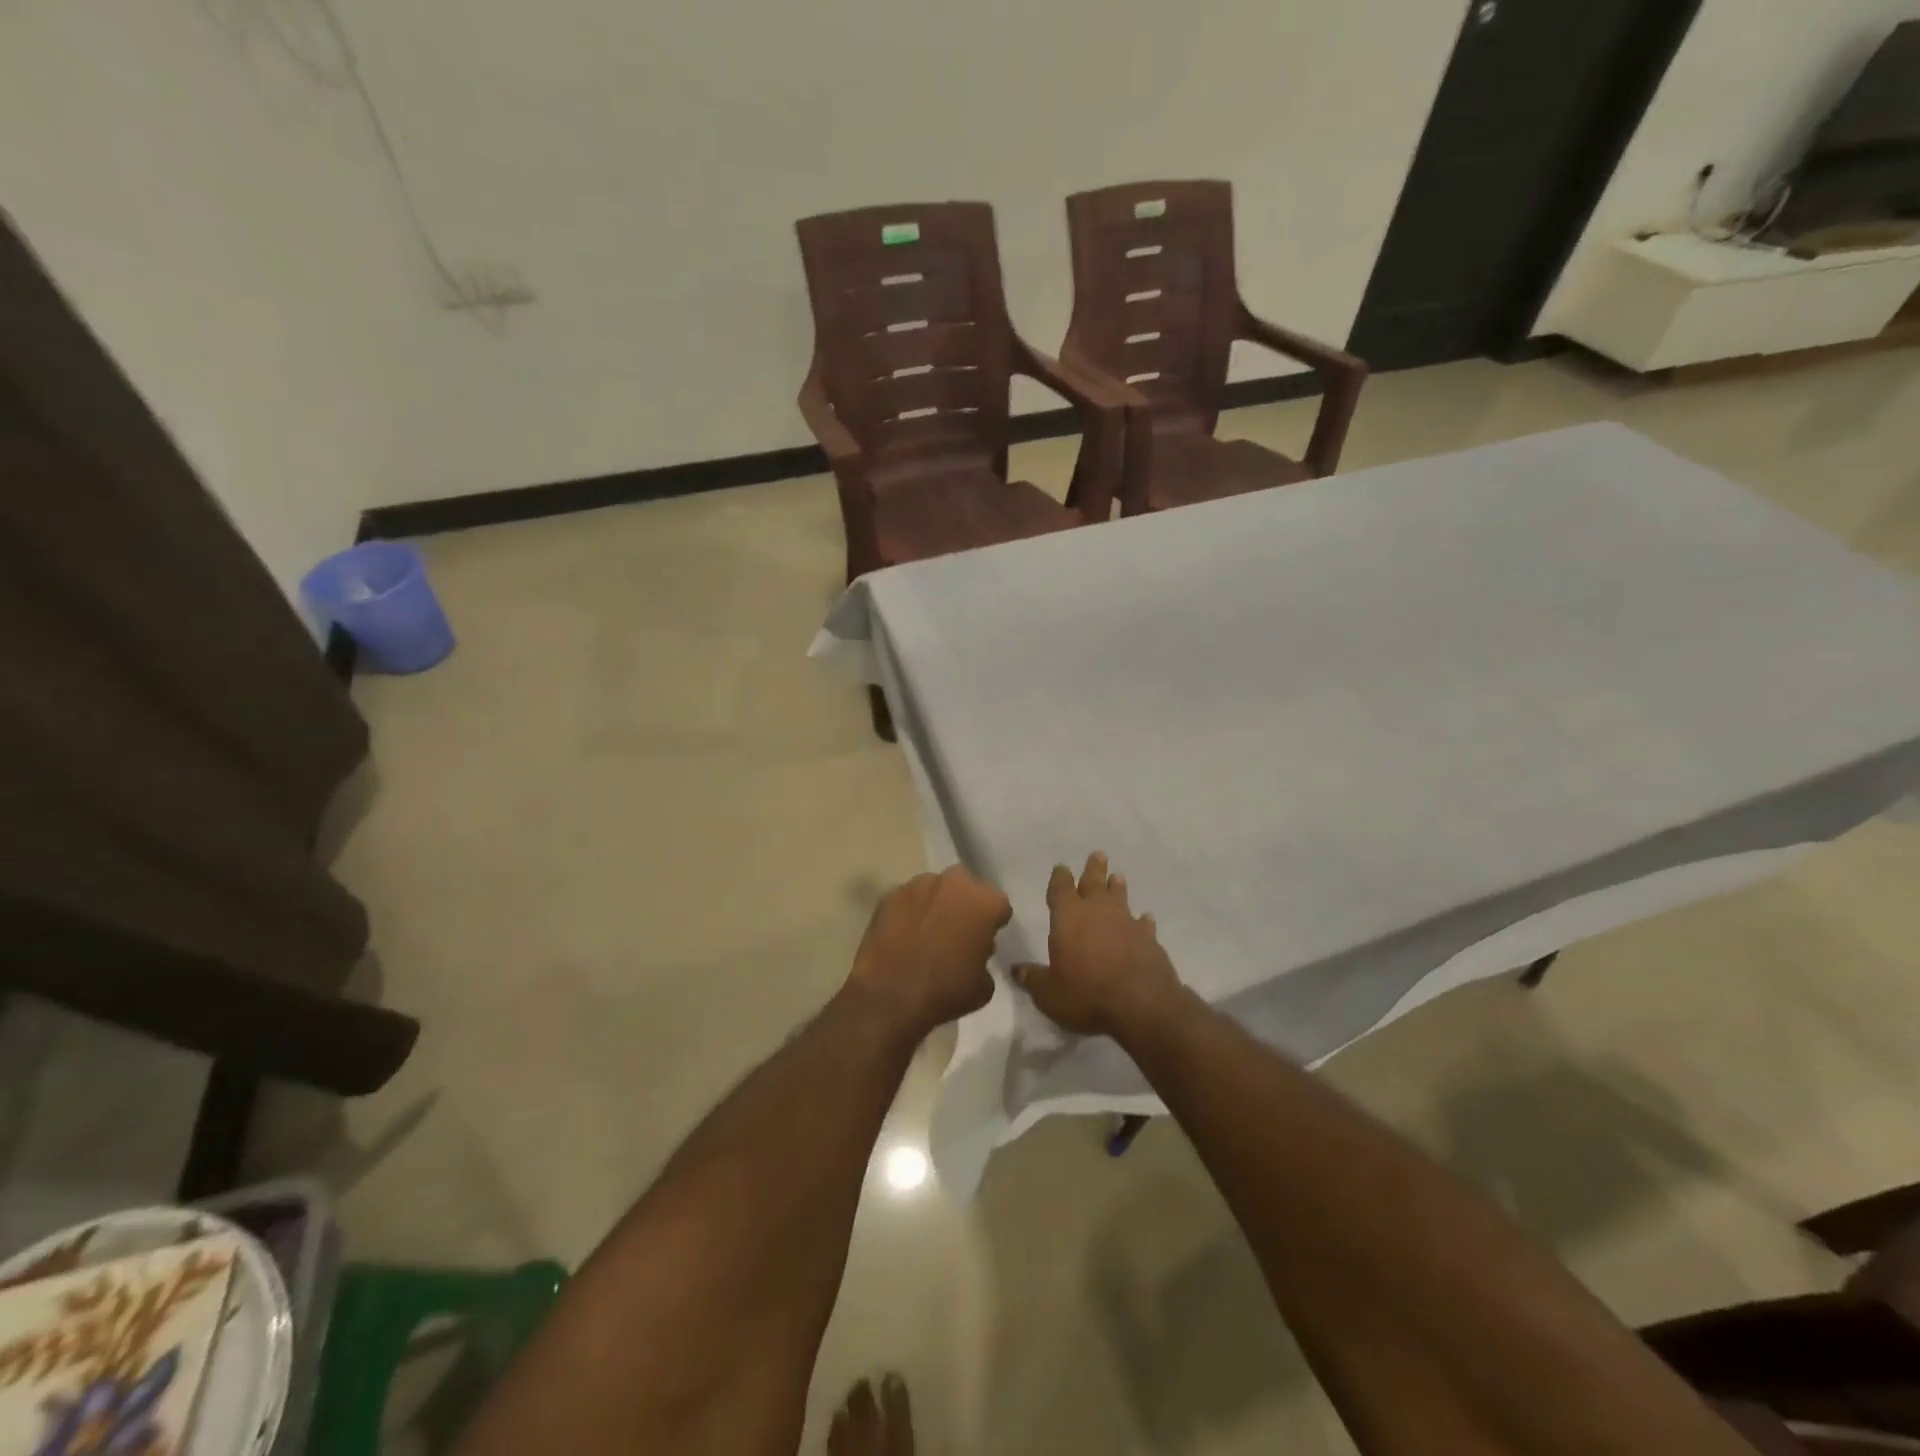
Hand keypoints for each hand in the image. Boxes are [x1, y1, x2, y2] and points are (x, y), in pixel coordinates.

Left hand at [847, 866, 1011, 1038]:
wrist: (889, 996)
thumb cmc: (945, 991)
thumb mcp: (983, 987)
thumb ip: (984, 959)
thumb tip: (974, 952)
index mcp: (985, 902)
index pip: (999, 906)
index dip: (993, 924)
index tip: (984, 941)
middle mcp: (954, 883)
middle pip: (967, 887)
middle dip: (966, 904)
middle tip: (957, 932)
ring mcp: (919, 884)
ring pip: (936, 888)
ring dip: (937, 904)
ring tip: (927, 932)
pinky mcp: (890, 894)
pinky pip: (909, 899)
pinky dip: (910, 912)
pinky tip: (905, 935)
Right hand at [1013, 852, 1182, 1037]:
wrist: (1141, 1004)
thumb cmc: (1086, 993)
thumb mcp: (1049, 993)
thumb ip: (1033, 978)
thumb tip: (1016, 969)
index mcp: (1068, 916)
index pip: (1061, 888)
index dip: (1059, 878)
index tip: (1061, 868)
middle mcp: (1098, 911)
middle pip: (1094, 883)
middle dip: (1093, 869)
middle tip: (1098, 855)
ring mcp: (1127, 923)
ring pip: (1120, 897)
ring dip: (1117, 887)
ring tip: (1118, 877)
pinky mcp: (1149, 940)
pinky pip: (1144, 924)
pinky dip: (1143, 921)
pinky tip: (1146, 918)